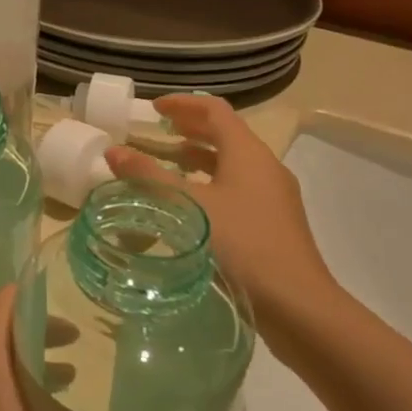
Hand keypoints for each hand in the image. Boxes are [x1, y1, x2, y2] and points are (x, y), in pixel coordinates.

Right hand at [104, 95, 337, 326]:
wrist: (299, 307)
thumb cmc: (243, 244)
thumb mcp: (189, 207)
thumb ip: (149, 177)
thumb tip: (113, 151)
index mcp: (248, 152)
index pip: (214, 110)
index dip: (183, 103)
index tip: (153, 108)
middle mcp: (265, 166)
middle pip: (225, 133)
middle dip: (190, 128)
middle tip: (157, 130)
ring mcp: (274, 196)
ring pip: (232, 163)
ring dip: (199, 157)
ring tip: (168, 163)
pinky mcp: (275, 222)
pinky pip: (238, 187)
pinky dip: (211, 182)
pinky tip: (192, 205)